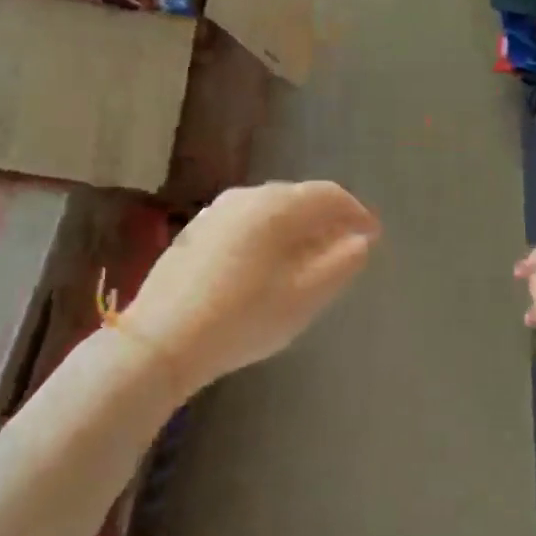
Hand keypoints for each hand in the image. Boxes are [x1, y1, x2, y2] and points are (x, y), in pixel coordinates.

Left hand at [121, 181, 378, 400]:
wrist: (162, 340)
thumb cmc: (244, 319)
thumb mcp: (305, 297)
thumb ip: (341, 264)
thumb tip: (361, 240)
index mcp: (277, 207)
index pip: (329, 195)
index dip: (357, 212)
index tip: (373, 236)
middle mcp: (246, 197)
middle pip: (299, 197)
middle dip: (327, 219)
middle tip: (345, 248)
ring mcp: (217, 211)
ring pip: (270, 208)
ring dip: (297, 226)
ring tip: (310, 257)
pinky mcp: (196, 230)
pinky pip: (247, 221)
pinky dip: (269, 233)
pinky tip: (268, 263)